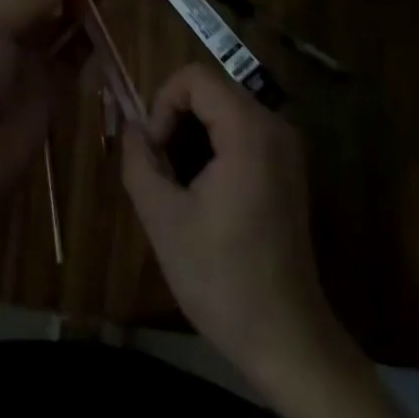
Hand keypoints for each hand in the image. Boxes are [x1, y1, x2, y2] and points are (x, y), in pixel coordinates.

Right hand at [121, 65, 337, 385]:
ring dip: (193, 132)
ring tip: (178, 181)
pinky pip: (242, 130)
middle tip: (161, 166)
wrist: (287, 340)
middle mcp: (274, 126)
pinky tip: (203, 190)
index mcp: (248, 130)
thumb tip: (130, 127)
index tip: (154, 151)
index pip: (194, 77)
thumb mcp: (162, 218)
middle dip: (176, 118)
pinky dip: (215, 144)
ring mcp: (286, 147)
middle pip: (210, 89)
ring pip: (224, 108)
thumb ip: (138, 161)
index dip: (162, 103)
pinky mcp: (288, 167)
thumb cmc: (222, 279)